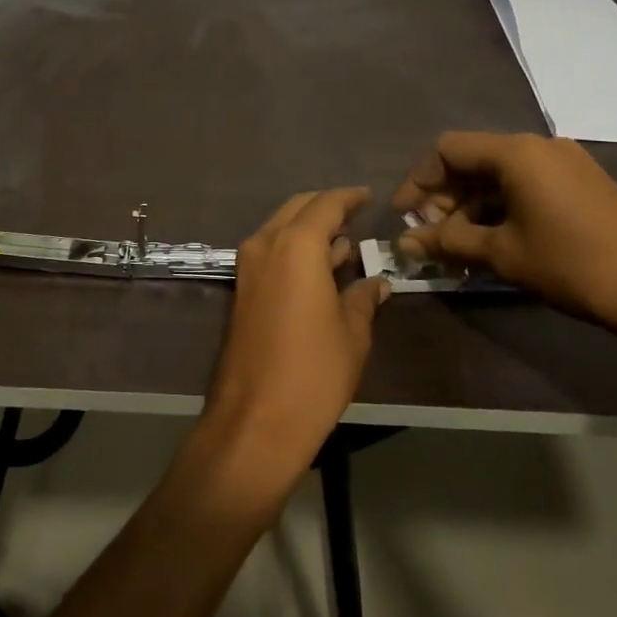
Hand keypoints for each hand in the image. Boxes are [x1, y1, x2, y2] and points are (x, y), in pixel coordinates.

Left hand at [198, 188, 390, 492]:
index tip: (367, 196)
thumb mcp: (352, 334)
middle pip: (297, 209)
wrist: (256, 419)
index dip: (349, 198)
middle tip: (355, 216)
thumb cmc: (314, 372)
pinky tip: (319, 268)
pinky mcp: (241, 290)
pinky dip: (293, 248)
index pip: (326, 204)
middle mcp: (266, 245)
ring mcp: (248, 267)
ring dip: (308, 229)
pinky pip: (270, 251)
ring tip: (343, 242)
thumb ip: (363, 298)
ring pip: (280, 229)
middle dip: (326, 207)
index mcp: (296, 246)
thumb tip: (376, 282)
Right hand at [394, 132, 616, 335]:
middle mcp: (538, 146)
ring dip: (471, 208)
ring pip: (498, 176)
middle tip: (432, 238)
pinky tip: (493, 243)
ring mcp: (564, 163)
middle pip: (472, 161)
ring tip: (458, 248)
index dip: (419, 180)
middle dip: (444, 198)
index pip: (447, 149)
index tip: (405, 216)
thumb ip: (447, 242)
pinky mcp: (581, 184)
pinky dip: (500, 209)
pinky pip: (525, 186)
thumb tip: (404, 243)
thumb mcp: (501, 253)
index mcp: (515, 152)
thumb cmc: (571, 264)